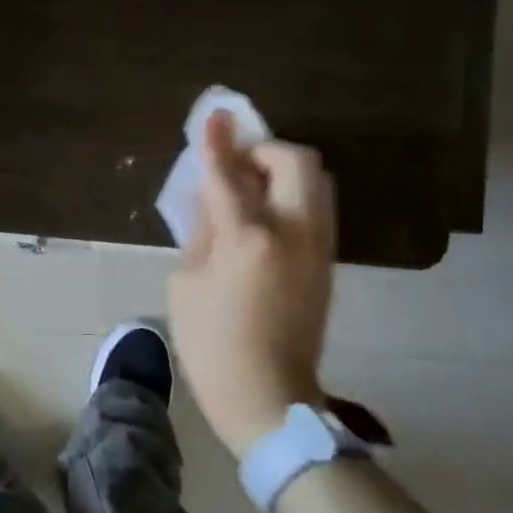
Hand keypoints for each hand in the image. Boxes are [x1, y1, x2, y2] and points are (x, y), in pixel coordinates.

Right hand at [166, 111, 335, 459]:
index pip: (229, 175)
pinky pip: (315, 209)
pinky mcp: (326, 264)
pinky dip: (291, 197)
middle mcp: (293, 233)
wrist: (268, 396)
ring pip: (316, 183)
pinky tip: (263, 218)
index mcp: (249, 239)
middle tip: (235, 164)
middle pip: (296, 162)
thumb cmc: (211, 344)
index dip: (218, 142)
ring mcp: (318, 248)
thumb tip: (213, 201)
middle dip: (264, 151)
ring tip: (250, 189)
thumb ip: (201, 232)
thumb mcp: (186, 284)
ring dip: (282, 172)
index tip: (213, 116)